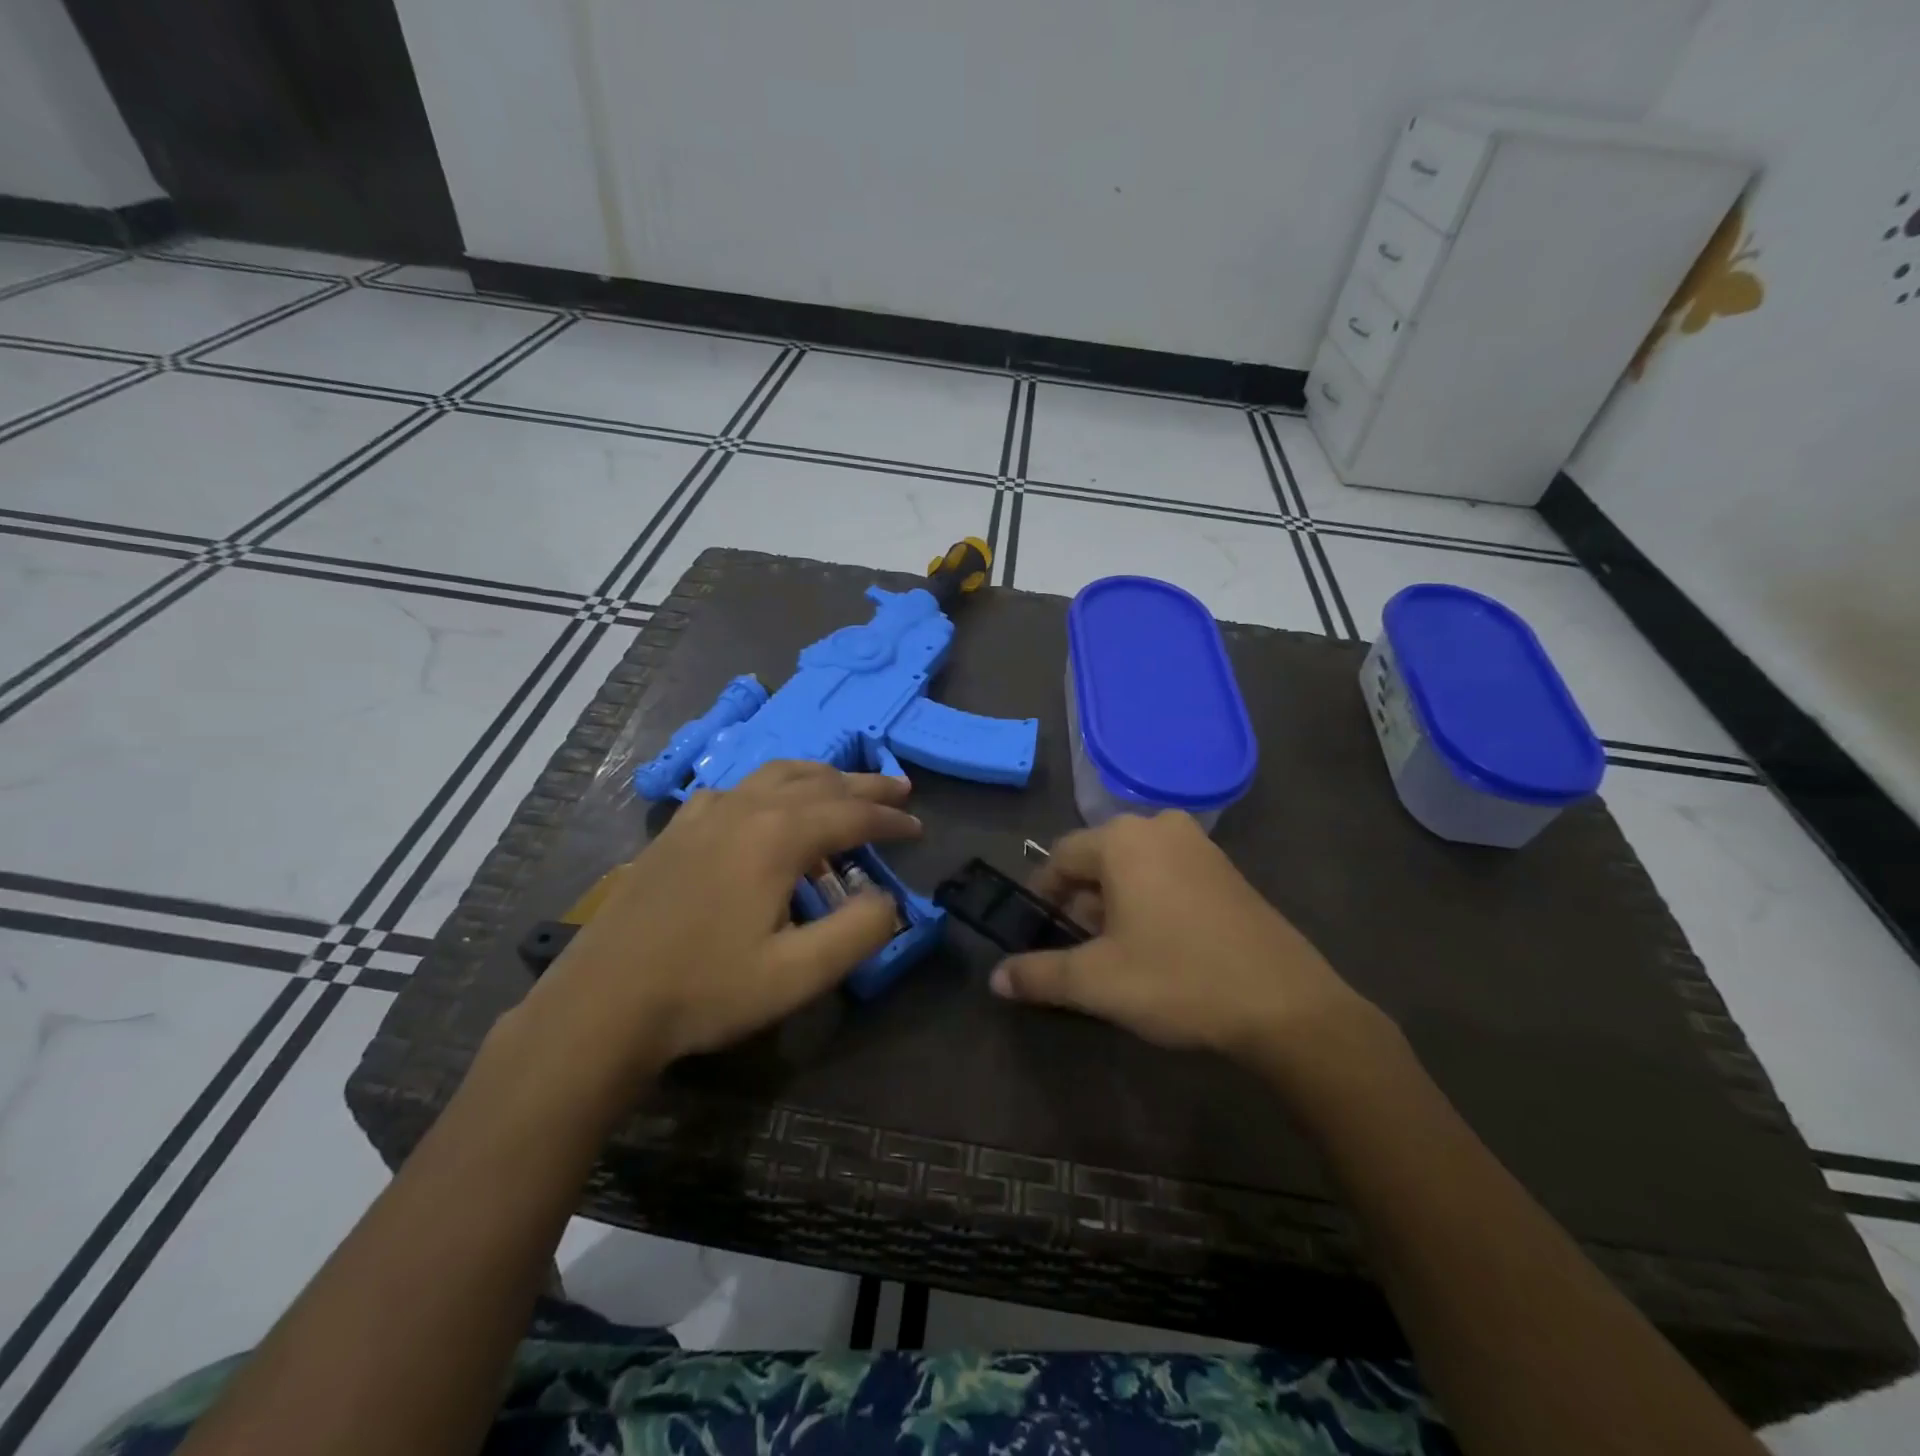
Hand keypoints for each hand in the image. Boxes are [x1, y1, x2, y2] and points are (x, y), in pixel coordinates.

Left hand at [514, 761, 919, 1094]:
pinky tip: (764, 806)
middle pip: (818, 782)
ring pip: (775, 774)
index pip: (851, 813)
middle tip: (899, 790)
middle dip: (864, 785)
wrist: (602, 1004)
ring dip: (819, 776)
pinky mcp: (676, 829)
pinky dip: (768, 786)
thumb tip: (887, 898)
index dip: (890, 820)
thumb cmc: (705, 991)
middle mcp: (745, 809)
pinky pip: (735, 788)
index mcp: (778, 836)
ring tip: (843, 785)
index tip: (918, 828)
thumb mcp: (798, 975)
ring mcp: (704, 814)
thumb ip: (858, 931)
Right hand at [993, 812, 1391, 1071]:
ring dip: (1116, 903)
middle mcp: (1160, 827)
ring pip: (1135, 867)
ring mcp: (1200, 846)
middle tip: (1082, 949)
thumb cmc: (1178, 979)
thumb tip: (996, 978)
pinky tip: (1161, 945)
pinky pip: (1169, 874)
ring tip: (1120, 952)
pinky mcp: (1227, 870)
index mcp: (1123, 839)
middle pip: (1099, 860)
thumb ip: (1039, 975)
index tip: (1039, 932)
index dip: (1043, 895)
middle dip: (1082, 902)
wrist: (1285, 1005)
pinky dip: (1151, 901)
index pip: (1060, 857)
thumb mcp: (1097, 981)